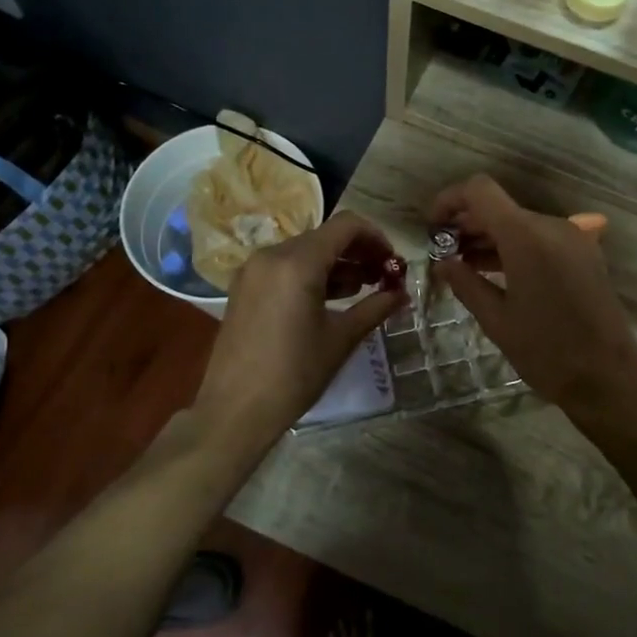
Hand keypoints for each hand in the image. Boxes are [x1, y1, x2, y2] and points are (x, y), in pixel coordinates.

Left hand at [194, 211, 404, 447]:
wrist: (235, 410)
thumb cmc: (294, 374)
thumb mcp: (341, 339)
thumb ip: (375, 308)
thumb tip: (402, 294)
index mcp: (297, 263)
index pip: (346, 226)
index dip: (376, 237)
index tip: (393, 262)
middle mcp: (272, 255)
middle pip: (325, 237)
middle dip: (358, 253)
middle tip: (383, 278)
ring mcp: (253, 270)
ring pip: (305, 252)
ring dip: (336, 265)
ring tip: (362, 290)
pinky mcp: (244, 287)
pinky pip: (285, 267)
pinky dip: (312, 275)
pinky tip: (330, 299)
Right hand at [428, 176, 636, 424]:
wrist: (608, 379)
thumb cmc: (546, 352)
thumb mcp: (496, 320)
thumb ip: (466, 283)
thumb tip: (442, 263)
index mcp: (527, 236)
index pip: (480, 190)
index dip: (450, 200)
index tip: (432, 227)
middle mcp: (552, 226)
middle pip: (499, 207)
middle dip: (466, 223)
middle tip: (442, 253)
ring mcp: (573, 239)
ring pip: (520, 223)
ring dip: (490, 237)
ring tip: (462, 265)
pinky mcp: (584, 255)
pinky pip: (541, 239)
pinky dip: (514, 247)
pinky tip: (495, 273)